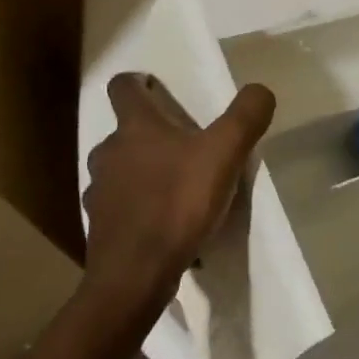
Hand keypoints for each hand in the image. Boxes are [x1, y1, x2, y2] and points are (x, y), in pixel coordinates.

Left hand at [83, 74, 275, 301]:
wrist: (135, 276)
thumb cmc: (178, 203)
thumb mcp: (225, 153)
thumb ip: (246, 116)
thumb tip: (260, 90)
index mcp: (135, 128)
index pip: (123, 87)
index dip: (137, 83)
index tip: (155, 88)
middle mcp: (108, 153)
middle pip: (124, 132)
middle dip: (149, 135)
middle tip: (183, 146)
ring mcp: (99, 192)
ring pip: (119, 170)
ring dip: (141, 172)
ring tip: (174, 188)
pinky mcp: (100, 227)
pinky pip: (120, 207)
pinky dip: (138, 208)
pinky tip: (163, 224)